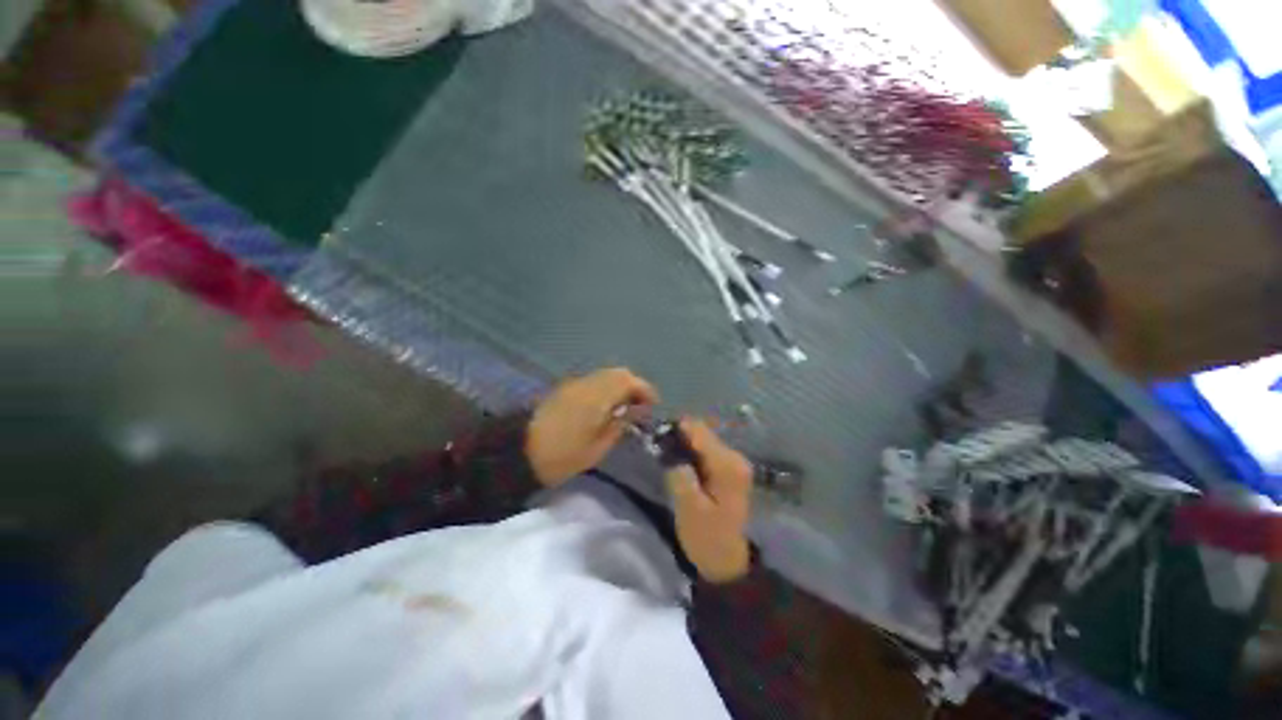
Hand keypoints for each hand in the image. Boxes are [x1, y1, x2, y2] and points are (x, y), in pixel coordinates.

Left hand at [526, 367, 658, 485]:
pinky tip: (606, 405)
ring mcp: (576, 383)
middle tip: (641, 406)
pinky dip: (607, 387)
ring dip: (620, 385)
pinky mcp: (566, 387)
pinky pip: (594, 380)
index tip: (653, 405)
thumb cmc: (562, 455)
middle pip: (619, 372)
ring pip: (606, 374)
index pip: (629, 381)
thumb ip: (620, 425)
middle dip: (634, 385)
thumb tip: (636, 411)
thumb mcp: (597, 447)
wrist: (520, 451)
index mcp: (598, 396)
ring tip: (626, 406)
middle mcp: (588, 383)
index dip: (645, 390)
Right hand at [666, 419, 753, 582]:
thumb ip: (679, 473)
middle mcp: (735, 456)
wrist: (727, 561)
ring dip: (685, 445)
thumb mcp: (688, 507)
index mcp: (727, 465)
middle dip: (680, 437)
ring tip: (668, 458)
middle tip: (660, 451)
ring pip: (703, 440)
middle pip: (702, 432)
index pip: (699, 431)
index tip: (657, 437)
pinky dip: (692, 453)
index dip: (676, 429)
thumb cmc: (706, 537)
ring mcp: (734, 462)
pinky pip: (707, 450)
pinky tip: (682, 465)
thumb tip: (669, 447)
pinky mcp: (730, 468)